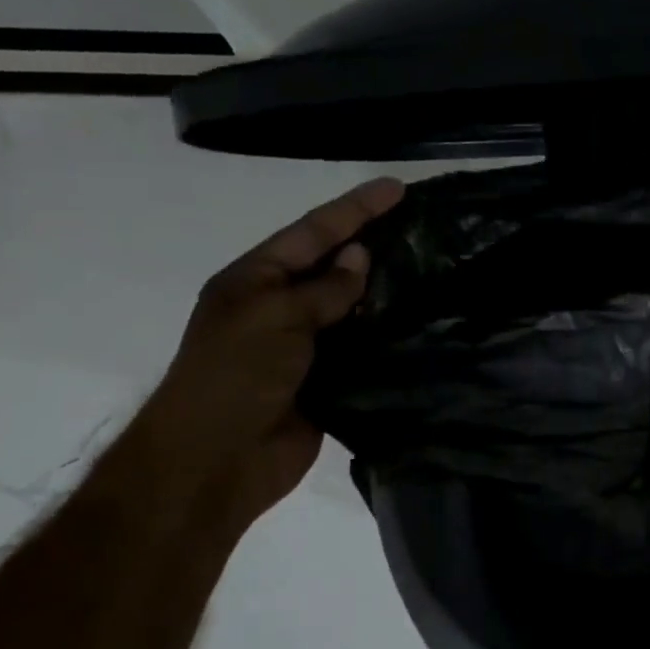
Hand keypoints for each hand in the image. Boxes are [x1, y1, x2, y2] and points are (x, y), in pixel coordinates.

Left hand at [136, 177, 404, 525]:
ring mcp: (304, 346)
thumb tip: (359, 258)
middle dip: (373, 243)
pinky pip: (361, 350)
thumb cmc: (235, 376)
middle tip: (422, 226)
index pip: (313, 232)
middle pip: (333, 266)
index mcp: (255, 280)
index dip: (355, 208)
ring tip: (431, 269)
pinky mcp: (326, 381)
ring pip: (351, 309)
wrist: (218, 459)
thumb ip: (323, 289)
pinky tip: (419, 324)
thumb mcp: (275, 317)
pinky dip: (386, 336)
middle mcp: (280, 307)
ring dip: (384, 292)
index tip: (398, 188)